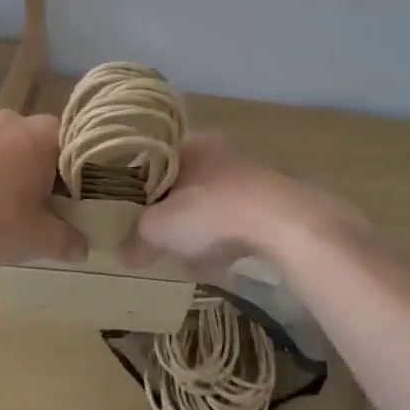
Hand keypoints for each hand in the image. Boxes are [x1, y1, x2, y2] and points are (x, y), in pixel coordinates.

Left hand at [0, 110, 84, 270]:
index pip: (72, 143)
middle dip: (41, 172)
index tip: (76, 196)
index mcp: (43, 133)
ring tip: (12, 213)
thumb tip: (83, 250)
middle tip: (47, 205)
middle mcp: (12, 123)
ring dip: (10, 177)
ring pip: (5, 154)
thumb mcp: (42, 237)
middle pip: (37, 146)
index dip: (76, 171)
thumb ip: (67, 240)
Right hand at [128, 134, 363, 278]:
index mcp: (188, 144)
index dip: (137, 186)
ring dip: (199, 232)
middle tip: (157, 241)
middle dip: (170, 215)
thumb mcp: (157, 229)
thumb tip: (124, 255)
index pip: (152, 158)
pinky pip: (238, 222)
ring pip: (211, 204)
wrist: (285, 224)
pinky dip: (226, 241)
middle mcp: (220, 151)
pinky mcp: (275, 201)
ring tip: (189, 261)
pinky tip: (220, 266)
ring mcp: (251, 175)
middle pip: (182, 184)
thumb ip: (136, 239)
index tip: (128, 212)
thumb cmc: (210, 213)